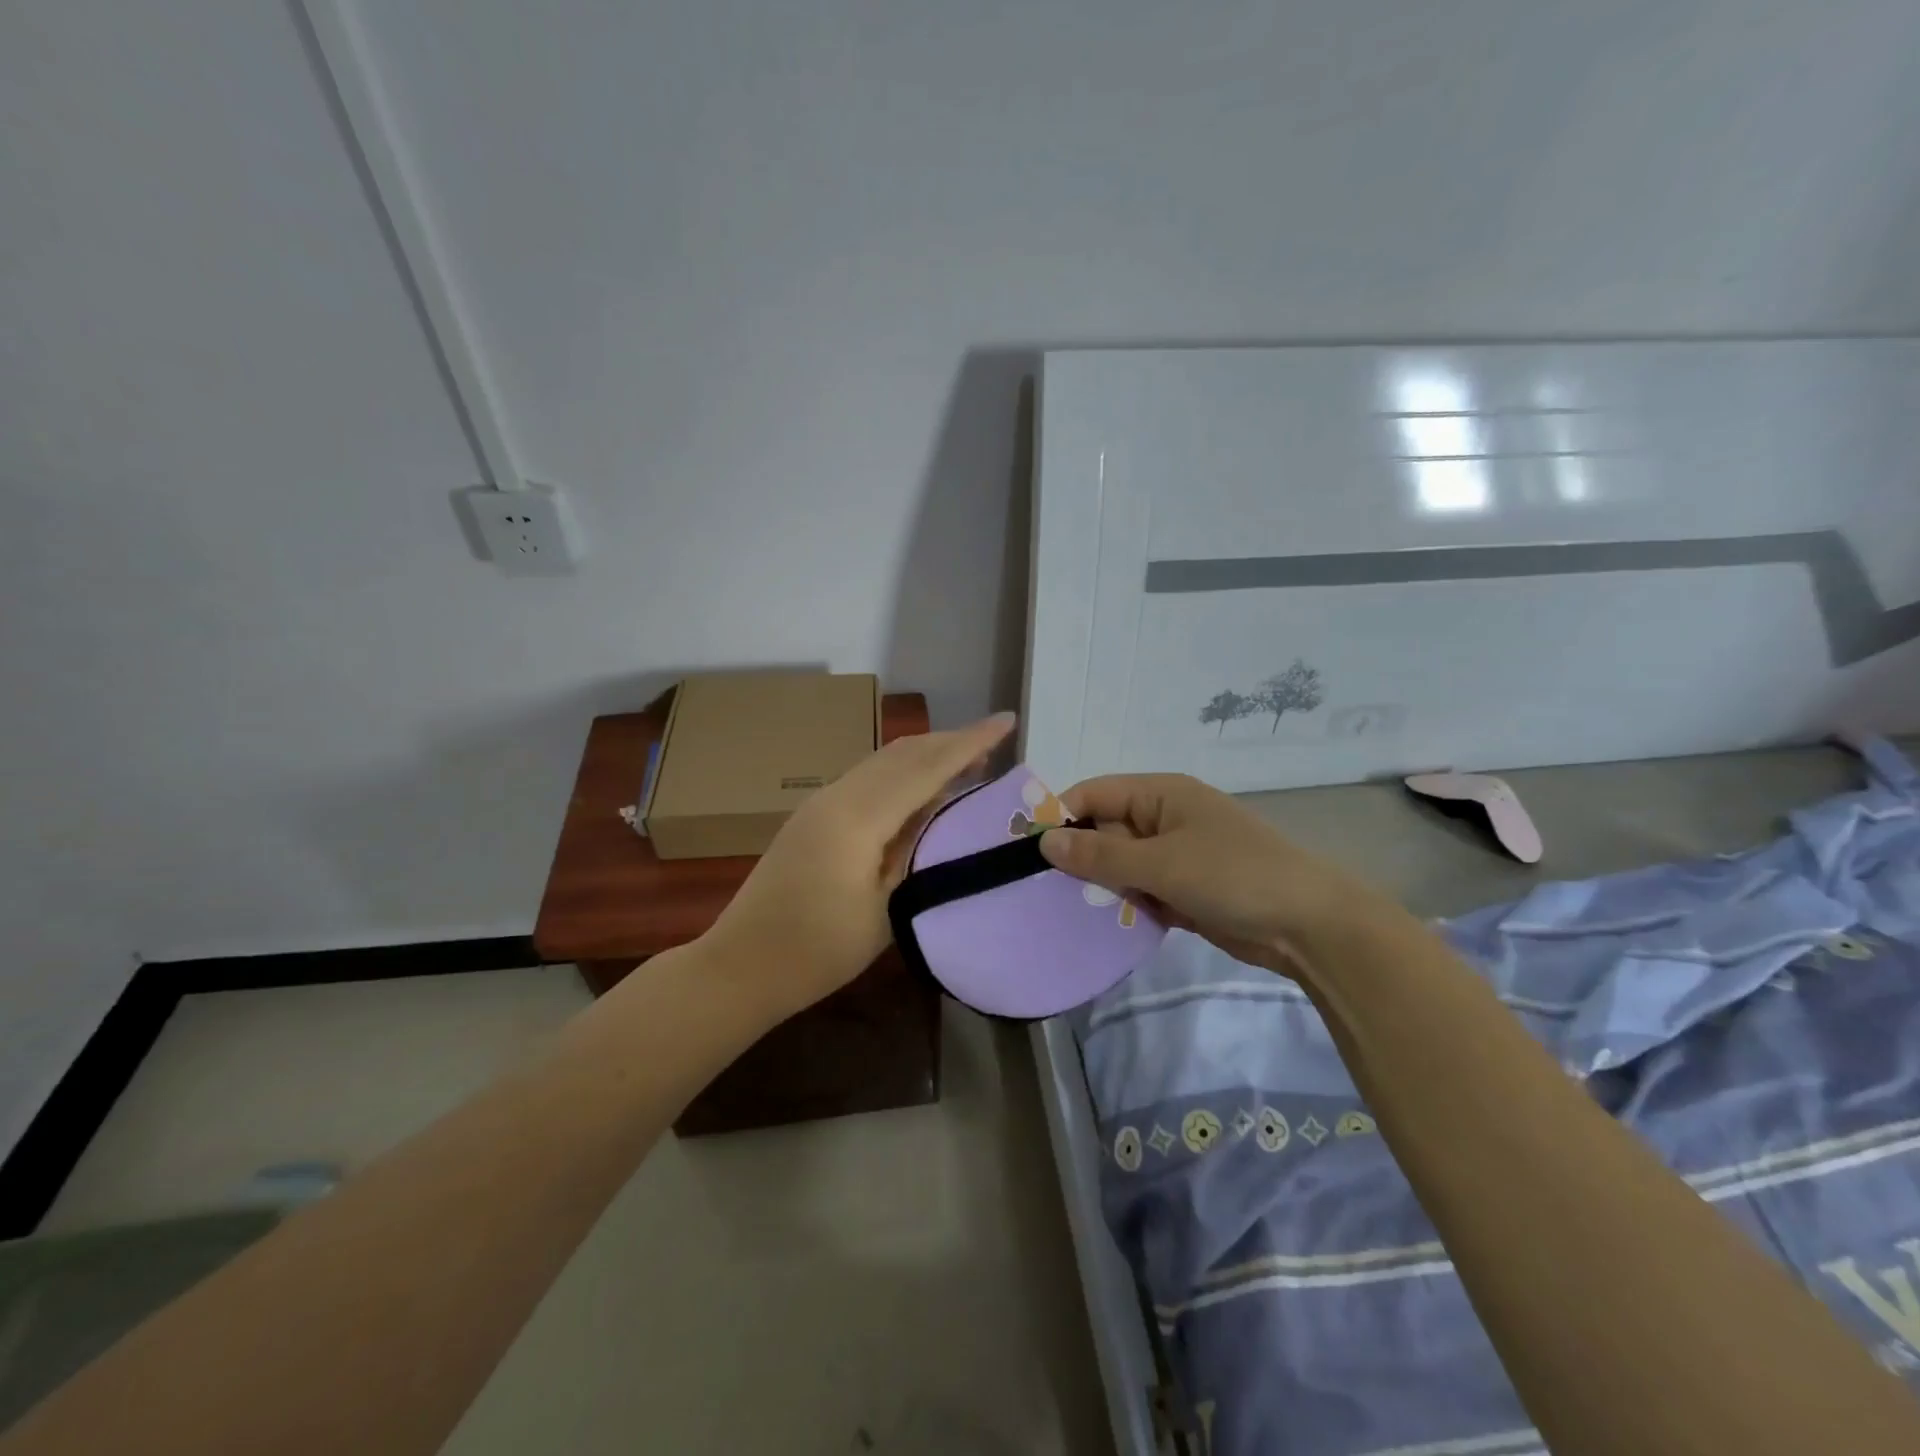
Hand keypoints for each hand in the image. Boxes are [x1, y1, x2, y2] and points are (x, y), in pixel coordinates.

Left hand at [705, 712, 1016, 1016]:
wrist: (740, 965)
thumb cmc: (817, 951)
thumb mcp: (885, 909)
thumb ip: (915, 853)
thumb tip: (944, 814)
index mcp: (858, 817)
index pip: (926, 768)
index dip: (971, 743)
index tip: (1007, 721)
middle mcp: (838, 796)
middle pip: (904, 753)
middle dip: (951, 740)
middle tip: (995, 739)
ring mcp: (820, 803)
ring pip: (883, 761)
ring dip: (926, 754)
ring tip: (967, 759)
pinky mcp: (812, 817)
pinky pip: (867, 778)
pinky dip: (902, 772)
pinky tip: (920, 789)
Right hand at [1038, 773, 1389, 975]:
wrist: (1309, 926)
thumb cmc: (1232, 876)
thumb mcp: (1160, 863)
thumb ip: (1100, 855)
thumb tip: (1043, 843)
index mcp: (1161, 793)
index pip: (1095, 793)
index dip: (1061, 816)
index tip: (1028, 852)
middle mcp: (1165, 817)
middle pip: (1105, 829)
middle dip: (1081, 858)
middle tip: (1046, 890)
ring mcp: (1177, 854)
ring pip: (1121, 864)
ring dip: (1103, 886)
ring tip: (1071, 911)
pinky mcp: (1186, 888)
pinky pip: (1142, 889)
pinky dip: (1128, 904)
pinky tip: (1109, 925)